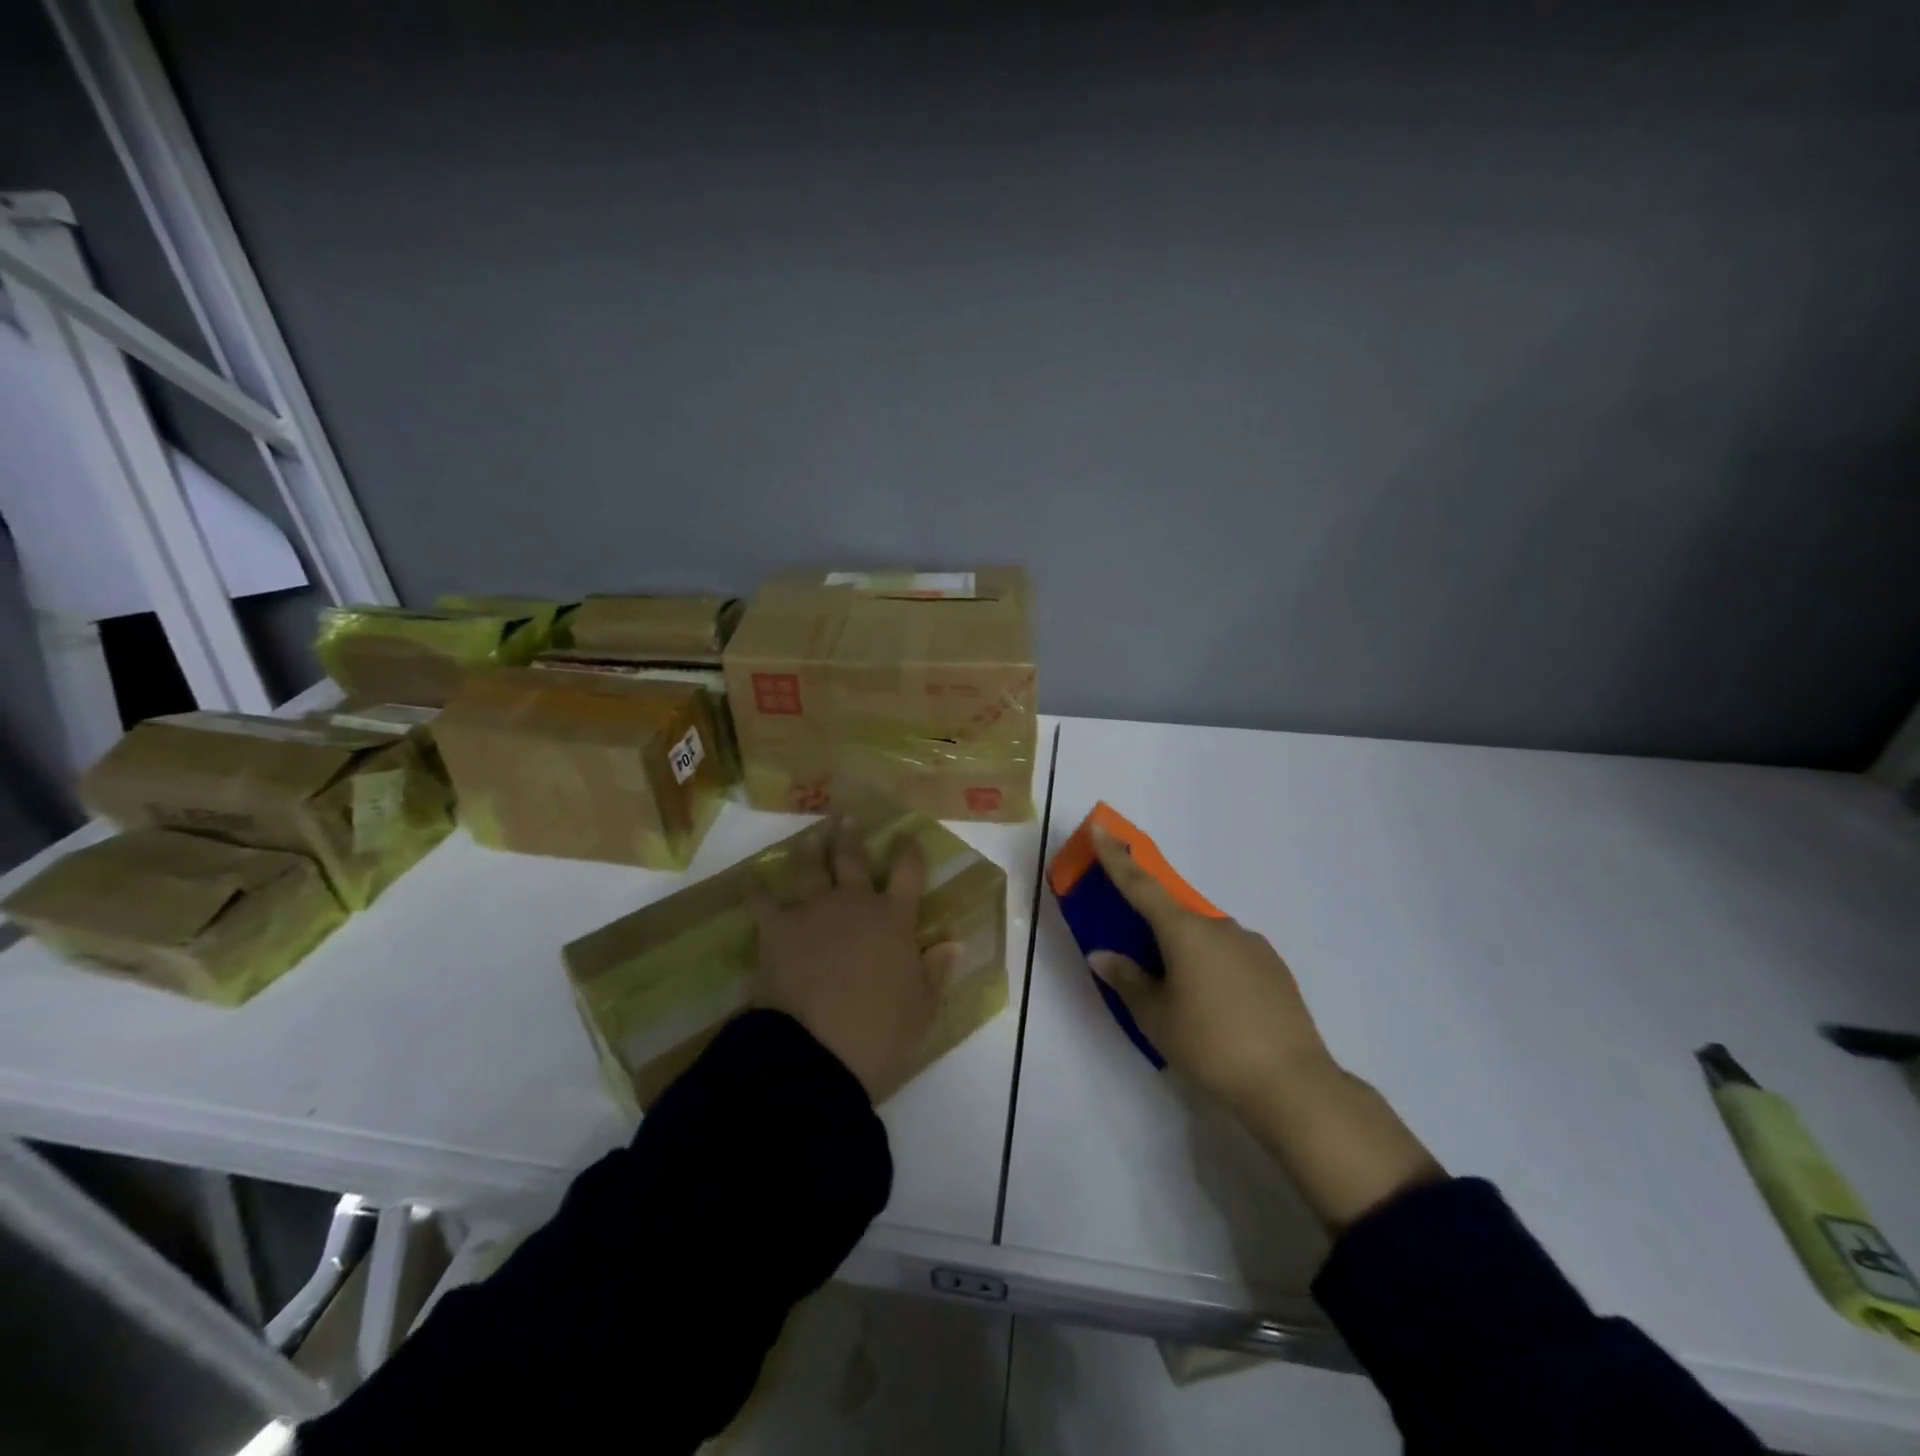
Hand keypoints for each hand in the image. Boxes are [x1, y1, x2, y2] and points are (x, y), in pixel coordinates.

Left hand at [750, 817, 955, 1103]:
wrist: (817, 1051)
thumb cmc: (880, 1031)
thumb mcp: (923, 1007)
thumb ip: (937, 970)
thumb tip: (954, 942)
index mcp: (893, 918)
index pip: (908, 872)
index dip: (910, 850)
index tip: (908, 835)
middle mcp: (854, 902)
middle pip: (853, 858)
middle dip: (852, 836)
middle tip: (848, 818)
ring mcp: (813, 910)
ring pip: (810, 866)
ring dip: (811, 847)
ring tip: (812, 834)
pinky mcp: (777, 928)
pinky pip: (763, 900)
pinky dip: (757, 887)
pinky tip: (753, 876)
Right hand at [1087, 824, 1335, 1115]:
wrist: (1292, 1084)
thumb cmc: (1210, 1045)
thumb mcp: (1156, 1017)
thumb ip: (1127, 980)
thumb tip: (1103, 955)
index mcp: (1184, 931)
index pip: (1141, 885)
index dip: (1116, 857)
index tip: (1101, 827)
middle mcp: (1219, 926)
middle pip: (1174, 915)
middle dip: (1154, 928)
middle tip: (1142, 959)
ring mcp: (1251, 944)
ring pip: (1205, 937)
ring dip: (1187, 953)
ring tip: (1185, 1000)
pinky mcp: (1274, 967)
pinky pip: (1231, 954)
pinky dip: (1214, 967)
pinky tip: (1219, 1007)